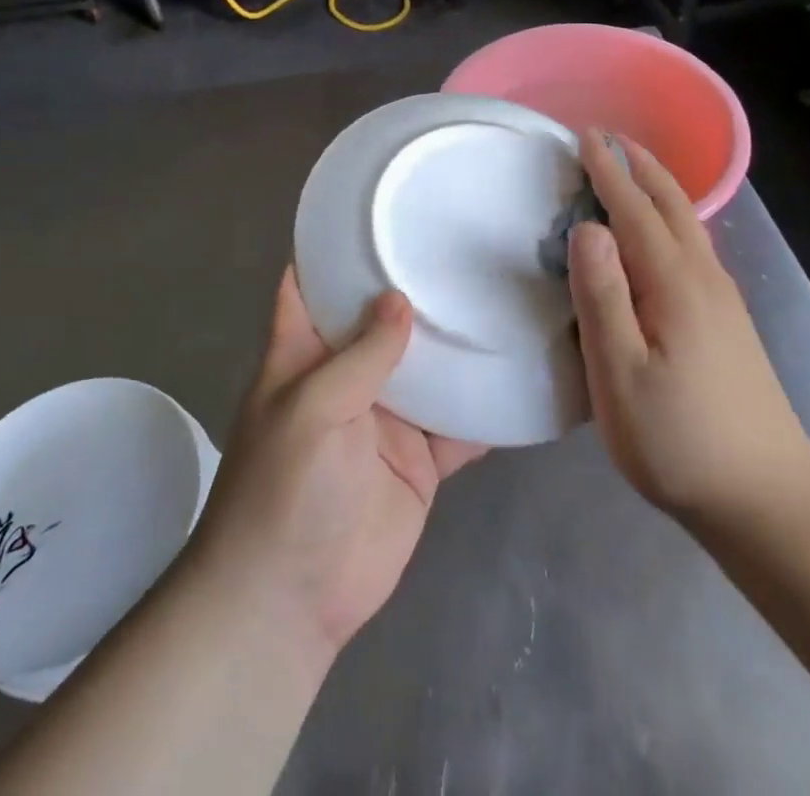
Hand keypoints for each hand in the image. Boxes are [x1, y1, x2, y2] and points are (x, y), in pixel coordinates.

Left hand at [187, 268, 485, 663]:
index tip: (378, 208)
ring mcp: (387, 417)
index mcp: (306, 352)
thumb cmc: (284, 489)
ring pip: (428, 367)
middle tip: (466, 241)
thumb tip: (399, 298)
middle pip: (382, 319)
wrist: (292, 601)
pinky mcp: (420, 459)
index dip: (334, 247)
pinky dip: (486, 406)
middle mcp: (347, 374)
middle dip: (415, 287)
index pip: (311, 283)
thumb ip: (360, 356)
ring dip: (457, 342)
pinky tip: (524, 373)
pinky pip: (459, 425)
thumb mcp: (312, 409)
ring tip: (505, 294)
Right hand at [567, 129, 809, 537]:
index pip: (633, 209)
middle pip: (670, 204)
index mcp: (673, 282)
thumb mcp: (620, 373)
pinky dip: (668, 217)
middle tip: (606, 137)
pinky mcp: (727, 320)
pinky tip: (660, 232)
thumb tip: (587, 227)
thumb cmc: (679, 440)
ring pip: (686, 223)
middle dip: (638, 165)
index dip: (607, 171)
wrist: (768, 499)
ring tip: (628, 168)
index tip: (585, 135)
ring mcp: (721, 299)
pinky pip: (692, 244)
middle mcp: (703, 277)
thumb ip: (601, 295)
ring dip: (655, 187)